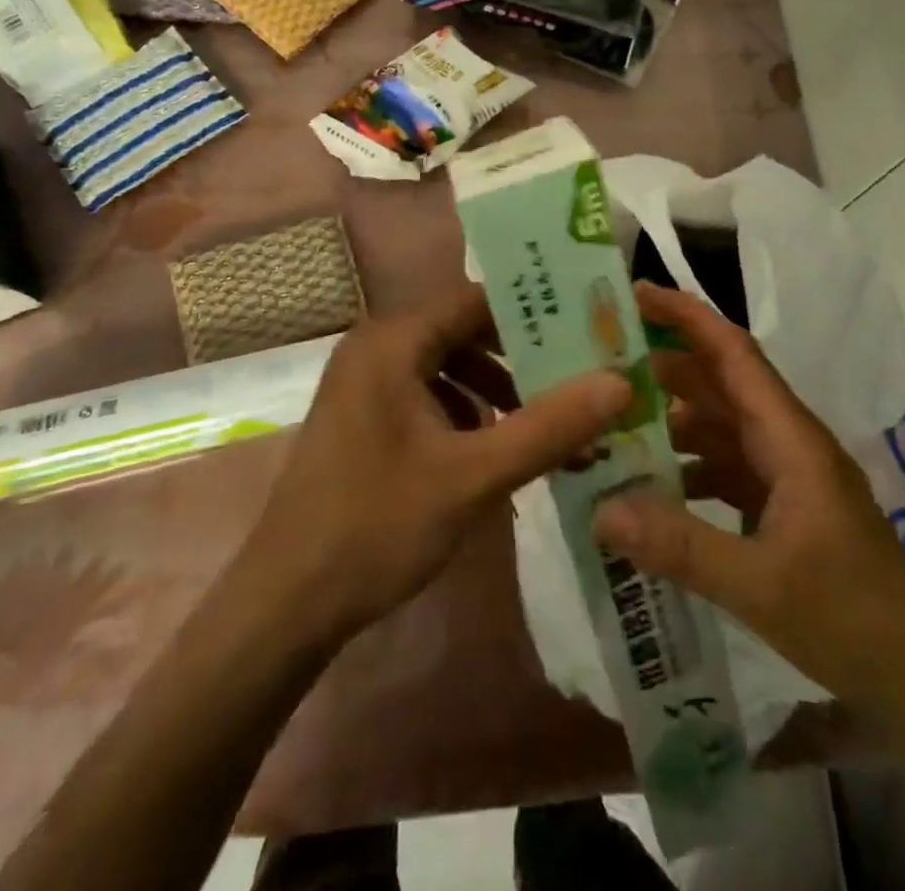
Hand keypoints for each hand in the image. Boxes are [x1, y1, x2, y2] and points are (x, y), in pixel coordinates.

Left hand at [242, 286, 630, 645]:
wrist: (285, 604)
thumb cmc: (377, 526)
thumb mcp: (473, 476)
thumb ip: (548, 427)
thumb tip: (619, 382)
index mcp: (393, 341)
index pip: (476, 300)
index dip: (534, 311)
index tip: (588, 329)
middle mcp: (377, 348)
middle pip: (465, 332)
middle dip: (523, 358)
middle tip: (582, 376)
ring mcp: (367, 385)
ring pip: (449, 367)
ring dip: (499, 392)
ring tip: (549, 426)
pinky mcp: (366, 419)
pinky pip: (429, 396)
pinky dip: (468, 415)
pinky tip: (498, 453)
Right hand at [593, 283, 904, 702]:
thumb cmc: (851, 616)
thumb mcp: (759, 584)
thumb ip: (680, 546)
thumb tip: (601, 510)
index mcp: (789, 437)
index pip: (733, 353)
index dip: (687, 317)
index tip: (635, 294)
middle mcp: (785, 442)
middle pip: (717, 385)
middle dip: (661, 369)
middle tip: (596, 366)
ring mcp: (784, 476)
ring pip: (717, 428)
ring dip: (668, 422)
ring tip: (608, 426)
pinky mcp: (780, 508)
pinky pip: (722, 469)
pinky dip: (685, 468)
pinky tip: (646, 489)